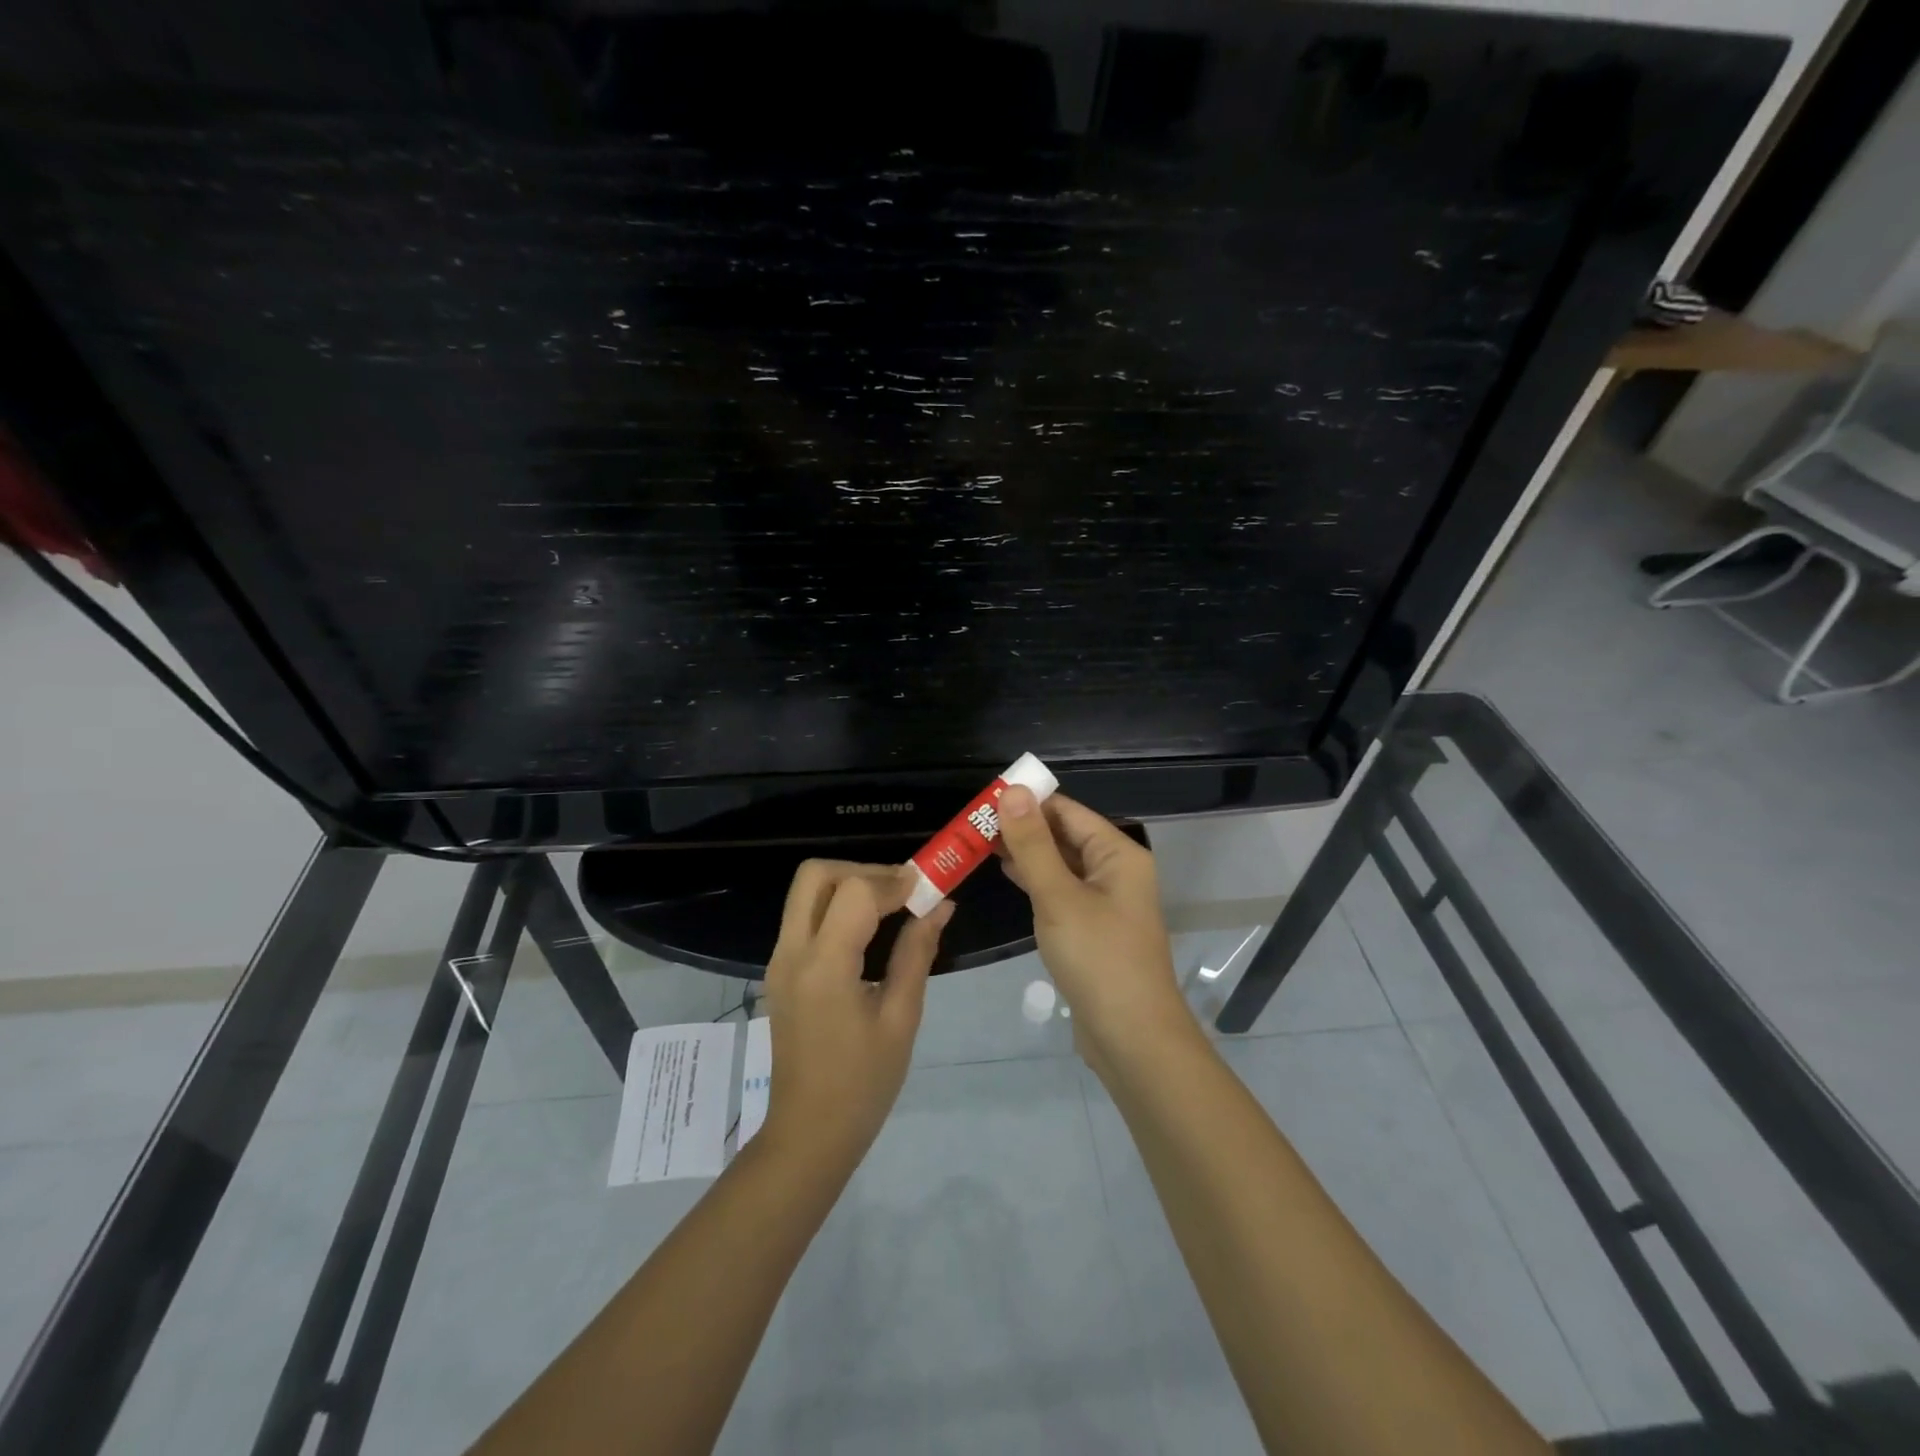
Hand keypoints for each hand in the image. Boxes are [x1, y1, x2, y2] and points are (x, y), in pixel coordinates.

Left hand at [760, 861, 951, 1170]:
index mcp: (824, 967)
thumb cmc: (863, 1084)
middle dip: (863, 871)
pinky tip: (868, 929)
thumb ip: (917, 953)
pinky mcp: (779, 970)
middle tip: (902, 891)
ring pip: (806, 891)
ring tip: (891, 906)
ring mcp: (779, 960)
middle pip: (816, 875)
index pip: (854, 892)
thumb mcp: (901, 1018)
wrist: (808, 1133)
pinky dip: (835, 906)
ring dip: (848, 885)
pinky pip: (804, 916)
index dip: (893, 881)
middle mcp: (792, 953)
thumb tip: (941, 905)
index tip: (927, 889)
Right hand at [995, 788, 1191, 1068]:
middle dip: (1022, 827)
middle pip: (1065, 835)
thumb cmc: (1098, 958)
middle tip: (973, 822)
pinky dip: (1036, 880)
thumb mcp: (1058, 896)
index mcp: (1117, 854)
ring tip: (979, 842)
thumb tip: (1013, 791)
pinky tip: (1007, 874)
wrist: (1131, 1037)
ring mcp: (1105, 901)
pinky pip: (1061, 891)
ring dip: (1026, 853)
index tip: (983, 798)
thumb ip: (1033, 844)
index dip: (1028, 801)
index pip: (1067, 811)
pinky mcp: (1093, 928)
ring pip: (1061, 864)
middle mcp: (1115, 871)